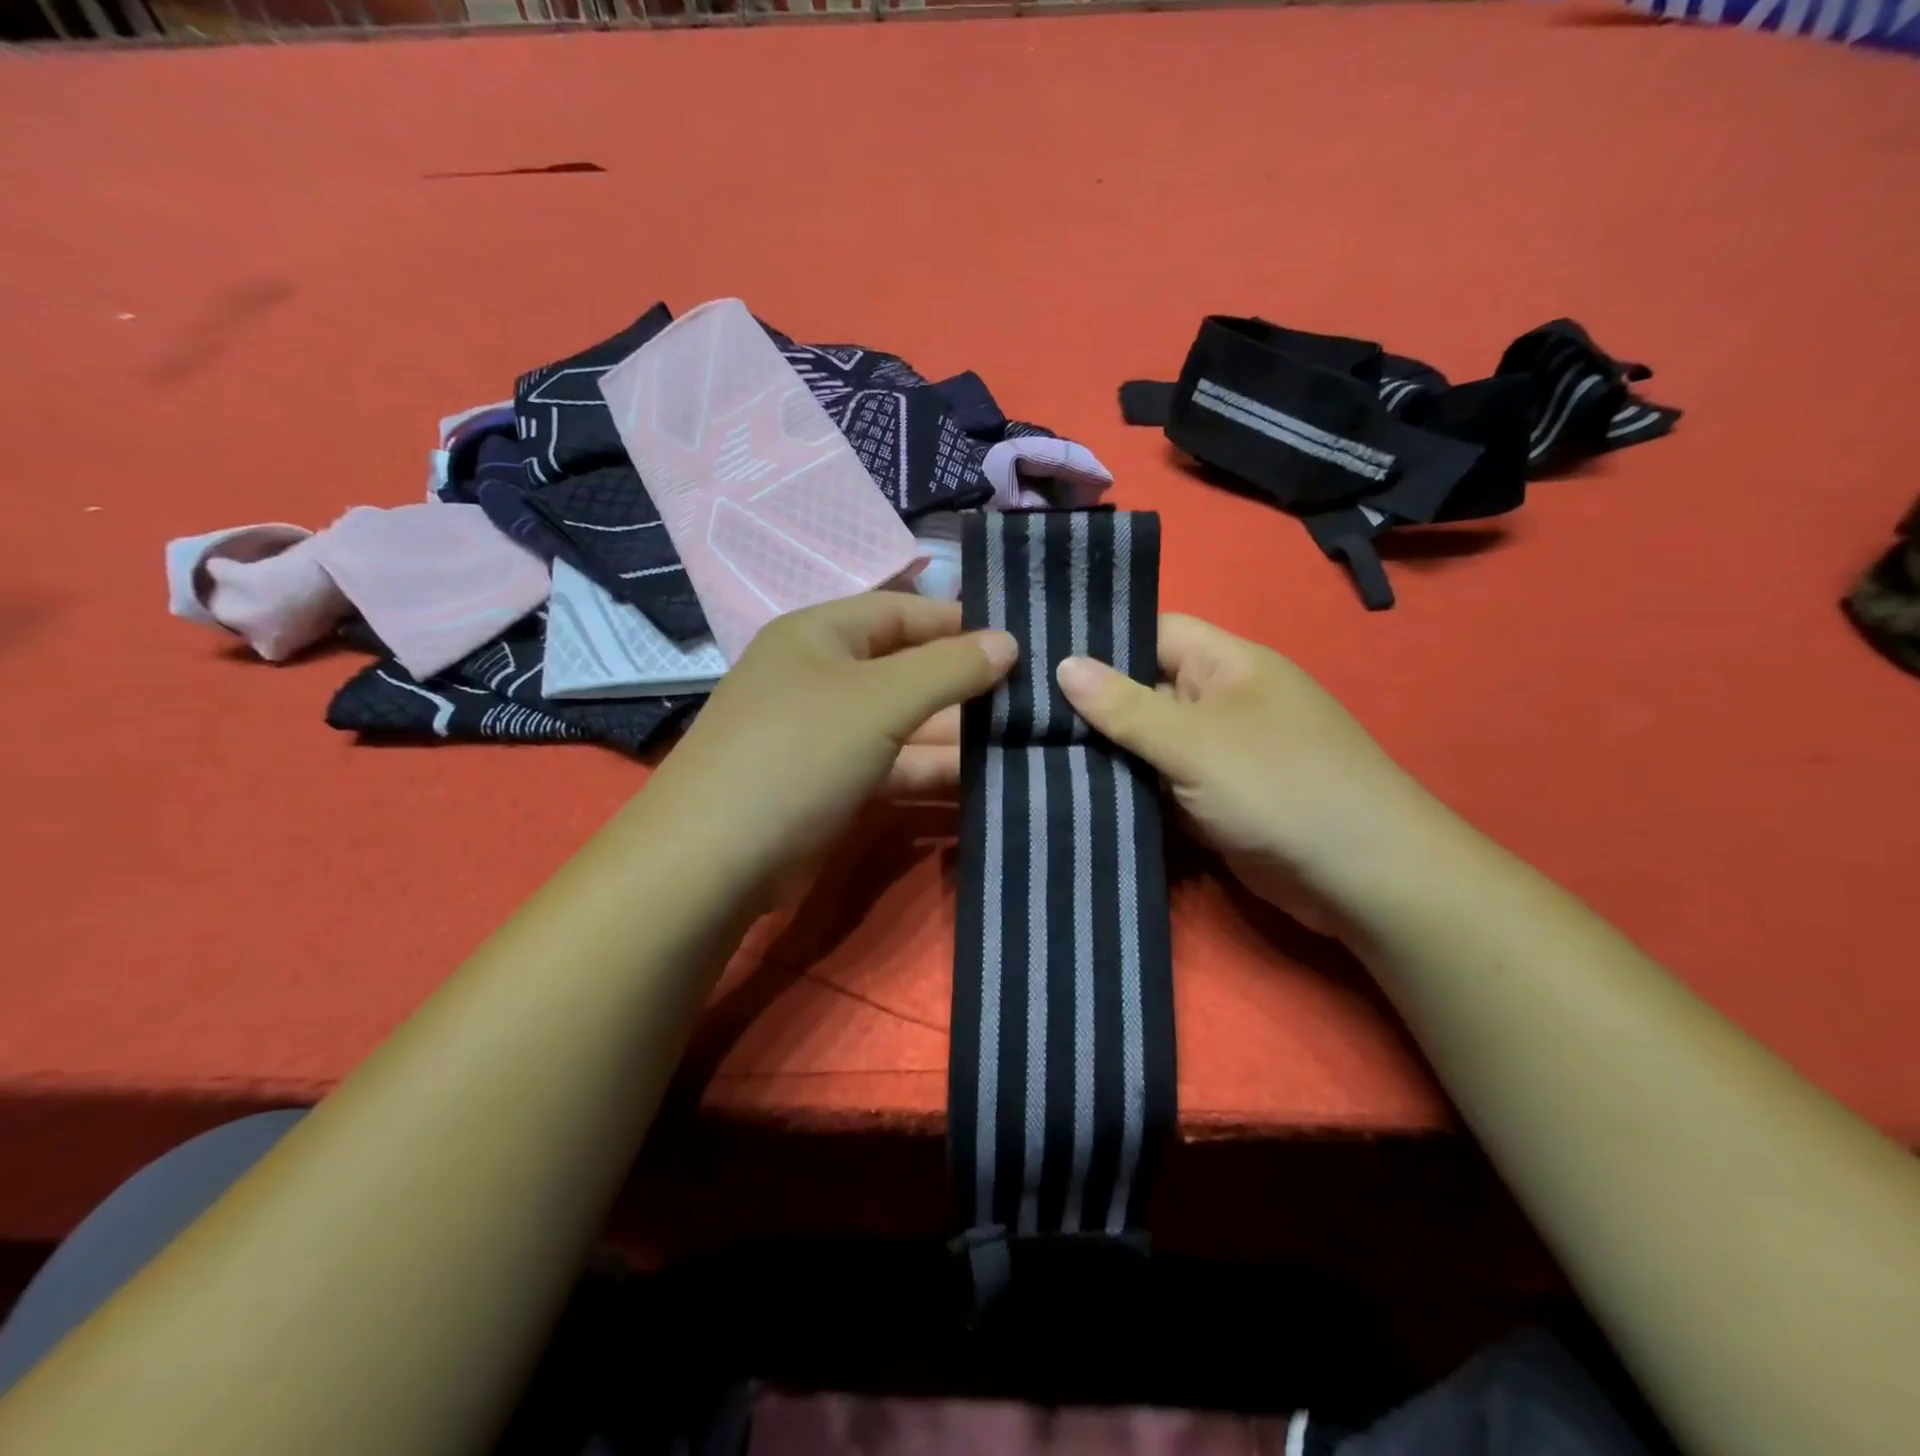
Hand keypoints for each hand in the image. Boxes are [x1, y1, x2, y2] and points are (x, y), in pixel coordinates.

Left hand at [638, 593, 1017, 899]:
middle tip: (1034, 696)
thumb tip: (1008, 642)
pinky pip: (893, 765)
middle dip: (965, 683)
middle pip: (907, 668)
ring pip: (905, 723)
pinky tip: (984, 780)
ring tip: (1025, 738)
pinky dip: (932, 771)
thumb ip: (948, 668)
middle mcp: (822, 676)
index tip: (1020, 640)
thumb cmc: (798, 752)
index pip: (904, 611)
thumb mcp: (879, 700)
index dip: (960, 622)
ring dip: (956, 733)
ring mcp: (826, 735)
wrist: (715, 860)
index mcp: (821, 634)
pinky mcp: (832, 785)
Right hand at [1055, 614, 1440, 934]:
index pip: (1153, 632)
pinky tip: (1071, 792)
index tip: (1038, 654)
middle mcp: (1219, 702)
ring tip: (1029, 750)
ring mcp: (1216, 755)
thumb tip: (1063, 665)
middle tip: (1019, 710)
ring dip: (1103, 754)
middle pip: (1143, 690)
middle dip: (1090, 704)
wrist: (1360, 879)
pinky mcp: (1211, 802)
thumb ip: (1126, 706)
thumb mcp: (1195, 741)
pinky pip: (1158, 786)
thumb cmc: (1280, 786)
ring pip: (1146, 744)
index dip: (1101, 639)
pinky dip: (1126, 791)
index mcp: (1225, 665)